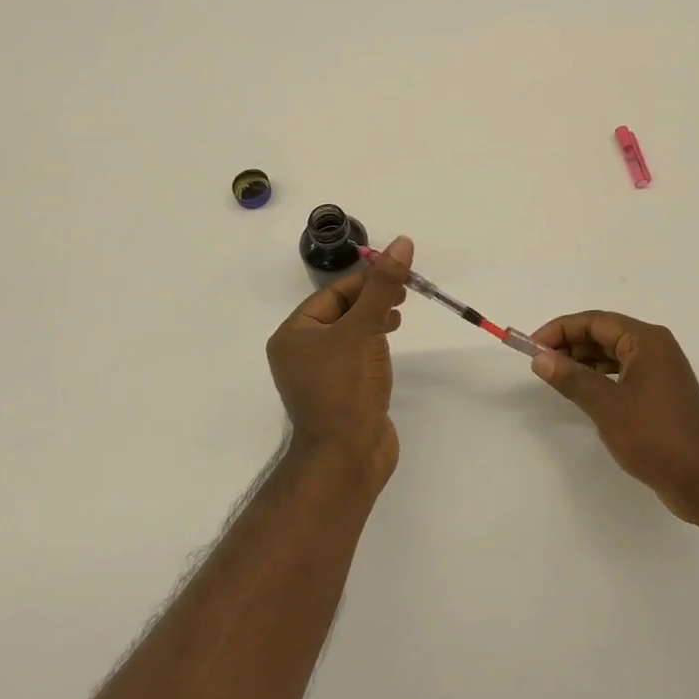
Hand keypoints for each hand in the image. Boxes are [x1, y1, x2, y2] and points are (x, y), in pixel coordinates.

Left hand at [267, 235, 411, 486]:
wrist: (347, 455)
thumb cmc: (346, 386)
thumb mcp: (365, 327)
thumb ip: (384, 286)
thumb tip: (401, 242)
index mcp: (293, 334)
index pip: (332, 293)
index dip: (366, 280)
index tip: (399, 274)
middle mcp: (300, 353)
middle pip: (340, 311)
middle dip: (372, 299)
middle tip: (405, 293)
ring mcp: (319, 376)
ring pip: (350, 334)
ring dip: (375, 319)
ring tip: (400, 315)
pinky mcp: (339, 393)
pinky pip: (356, 357)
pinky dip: (373, 344)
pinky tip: (390, 343)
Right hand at [530, 312, 698, 522]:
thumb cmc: (655, 435)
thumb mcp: (606, 405)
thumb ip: (571, 378)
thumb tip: (540, 358)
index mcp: (646, 340)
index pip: (595, 321)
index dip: (560, 330)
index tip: (532, 346)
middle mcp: (655, 347)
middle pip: (604, 334)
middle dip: (570, 344)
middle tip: (540, 362)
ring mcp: (660, 371)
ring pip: (613, 354)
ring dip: (583, 361)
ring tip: (555, 376)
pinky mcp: (660, 393)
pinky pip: (623, 373)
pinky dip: (599, 377)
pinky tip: (582, 391)